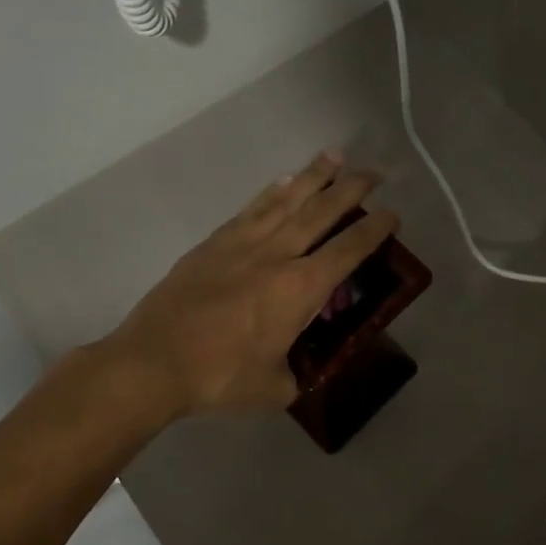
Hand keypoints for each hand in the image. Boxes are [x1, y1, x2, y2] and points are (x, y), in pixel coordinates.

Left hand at [102, 152, 400, 418]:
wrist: (153, 363)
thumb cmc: (220, 377)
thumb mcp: (273, 388)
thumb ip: (294, 374)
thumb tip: (294, 371)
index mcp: (300, 289)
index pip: (348, 250)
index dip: (375, 230)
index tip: (392, 214)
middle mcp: (277, 255)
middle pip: (321, 212)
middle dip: (351, 189)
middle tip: (373, 172)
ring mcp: (242, 244)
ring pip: (286, 200)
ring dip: (313, 176)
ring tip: (333, 156)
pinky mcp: (213, 244)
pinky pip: (251, 209)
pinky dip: (271, 192)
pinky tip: (282, 182)